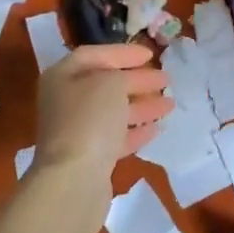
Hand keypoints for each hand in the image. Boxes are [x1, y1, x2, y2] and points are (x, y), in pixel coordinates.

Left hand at [31, 44, 171, 197]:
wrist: (73, 179)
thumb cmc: (90, 119)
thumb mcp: (111, 83)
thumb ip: (123, 75)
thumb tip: (129, 81)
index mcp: (63, 77)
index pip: (94, 55)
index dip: (122, 53)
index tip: (150, 55)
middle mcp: (66, 101)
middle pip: (105, 84)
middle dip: (137, 80)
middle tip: (166, 79)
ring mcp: (76, 131)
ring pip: (113, 112)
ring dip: (141, 106)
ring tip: (170, 104)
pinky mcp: (89, 158)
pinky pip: (115, 138)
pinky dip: (135, 131)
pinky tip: (157, 129)